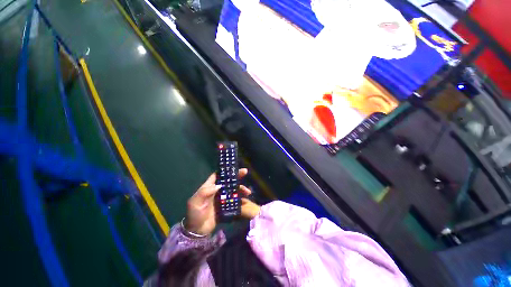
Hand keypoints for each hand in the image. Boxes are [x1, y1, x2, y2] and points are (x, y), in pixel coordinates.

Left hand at [184, 168, 258, 235]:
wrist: (198, 231)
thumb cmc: (195, 214)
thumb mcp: (195, 202)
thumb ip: (205, 192)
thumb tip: (219, 185)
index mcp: (209, 187)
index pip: (217, 175)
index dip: (224, 171)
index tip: (233, 167)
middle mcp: (217, 191)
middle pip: (228, 181)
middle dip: (236, 176)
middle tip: (245, 172)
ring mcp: (222, 198)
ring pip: (233, 190)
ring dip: (241, 189)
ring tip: (248, 192)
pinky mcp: (226, 206)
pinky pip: (235, 200)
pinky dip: (241, 199)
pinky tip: (246, 200)